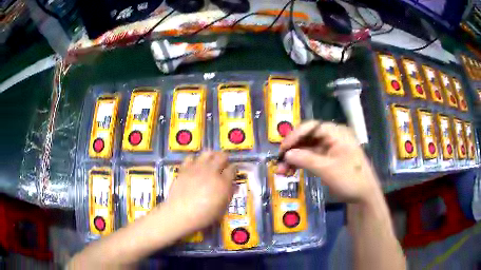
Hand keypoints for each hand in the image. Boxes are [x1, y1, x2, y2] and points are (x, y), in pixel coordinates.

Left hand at [163, 151, 235, 232]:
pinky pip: (191, 158)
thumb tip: (234, 186)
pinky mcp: (185, 168)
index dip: (234, 169)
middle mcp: (211, 171)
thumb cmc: (204, 215)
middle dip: (225, 158)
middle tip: (224, 163)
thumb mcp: (221, 209)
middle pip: (221, 157)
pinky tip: (195, 165)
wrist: (180, 213)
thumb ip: (229, 195)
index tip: (233, 171)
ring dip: (212, 155)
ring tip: (211, 160)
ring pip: (207, 153)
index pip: (232, 169)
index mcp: (223, 182)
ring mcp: (197, 168)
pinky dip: (195, 159)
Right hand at [277, 121, 380, 202]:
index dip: (294, 136)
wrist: (364, 196)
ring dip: (295, 157)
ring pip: (308, 148)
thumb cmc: (350, 179)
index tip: (281, 150)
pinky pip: (312, 156)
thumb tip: (286, 154)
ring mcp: (331, 147)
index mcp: (336, 132)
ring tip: (282, 171)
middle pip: (308, 137)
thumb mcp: (327, 169)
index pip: (311, 127)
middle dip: (293, 149)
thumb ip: (306, 159)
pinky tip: (292, 171)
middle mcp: (333, 136)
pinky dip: (302, 163)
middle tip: (279, 162)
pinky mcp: (329, 158)